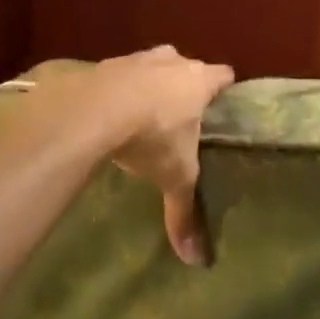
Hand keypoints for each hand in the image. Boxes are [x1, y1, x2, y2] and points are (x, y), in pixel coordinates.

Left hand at [70, 47, 232, 265]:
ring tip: (146, 115)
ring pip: (154, 66)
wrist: (95, 110)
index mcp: (199, 80)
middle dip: (186, 87)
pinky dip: (121, 89)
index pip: (224, 75)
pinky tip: (112, 113)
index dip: (224, 90)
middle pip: (188, 67)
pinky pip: (122, 74)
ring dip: (152, 84)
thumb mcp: (174, 176)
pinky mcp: (108, 63)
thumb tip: (197, 260)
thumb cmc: (152, 136)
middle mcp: (173, 60)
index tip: (223, 106)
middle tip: (183, 116)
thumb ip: (185, 212)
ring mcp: (139, 57)